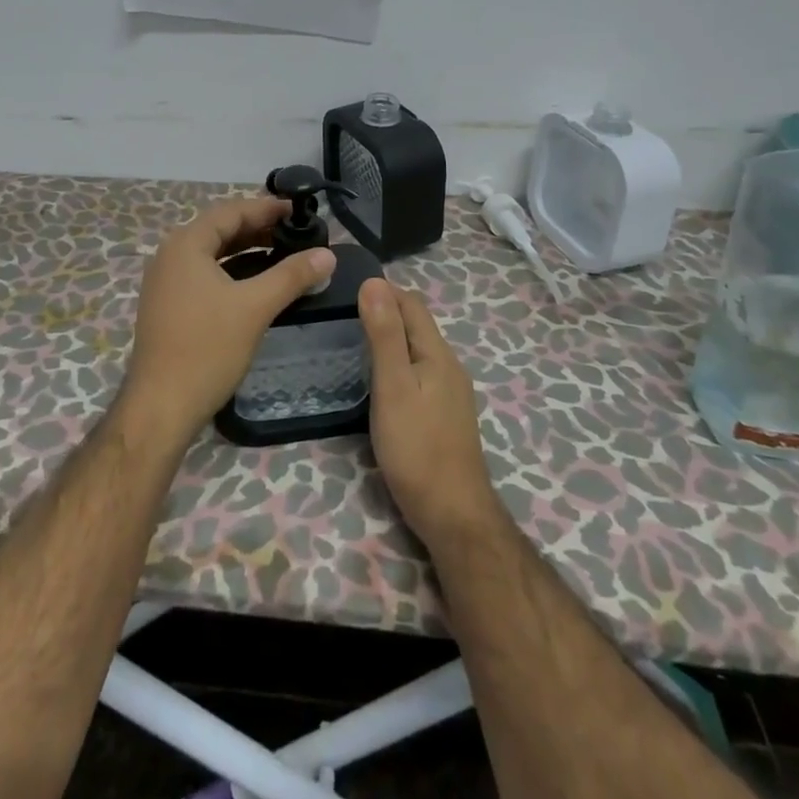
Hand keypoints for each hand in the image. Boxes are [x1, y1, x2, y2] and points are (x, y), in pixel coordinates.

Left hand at [119, 197, 336, 446]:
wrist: (161, 407)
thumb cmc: (207, 349)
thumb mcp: (255, 307)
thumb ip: (292, 275)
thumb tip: (328, 254)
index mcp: (185, 245)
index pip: (230, 212)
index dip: (265, 208)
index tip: (297, 210)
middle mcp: (170, 256)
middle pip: (219, 230)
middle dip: (257, 228)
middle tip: (295, 232)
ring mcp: (165, 283)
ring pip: (212, 254)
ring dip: (246, 250)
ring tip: (282, 254)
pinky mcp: (168, 306)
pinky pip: (204, 275)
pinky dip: (232, 271)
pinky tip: (256, 284)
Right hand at [361, 278, 499, 547]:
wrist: (454, 516)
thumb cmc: (417, 449)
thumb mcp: (393, 388)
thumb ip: (384, 335)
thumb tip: (374, 282)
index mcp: (438, 354)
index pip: (412, 303)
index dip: (383, 290)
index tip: (346, 287)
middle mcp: (449, 366)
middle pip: (417, 324)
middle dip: (386, 310)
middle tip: (344, 311)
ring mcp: (450, 392)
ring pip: (418, 349)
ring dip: (391, 336)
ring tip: (355, 339)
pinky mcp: (445, 415)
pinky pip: (420, 371)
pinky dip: (398, 362)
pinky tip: (379, 378)